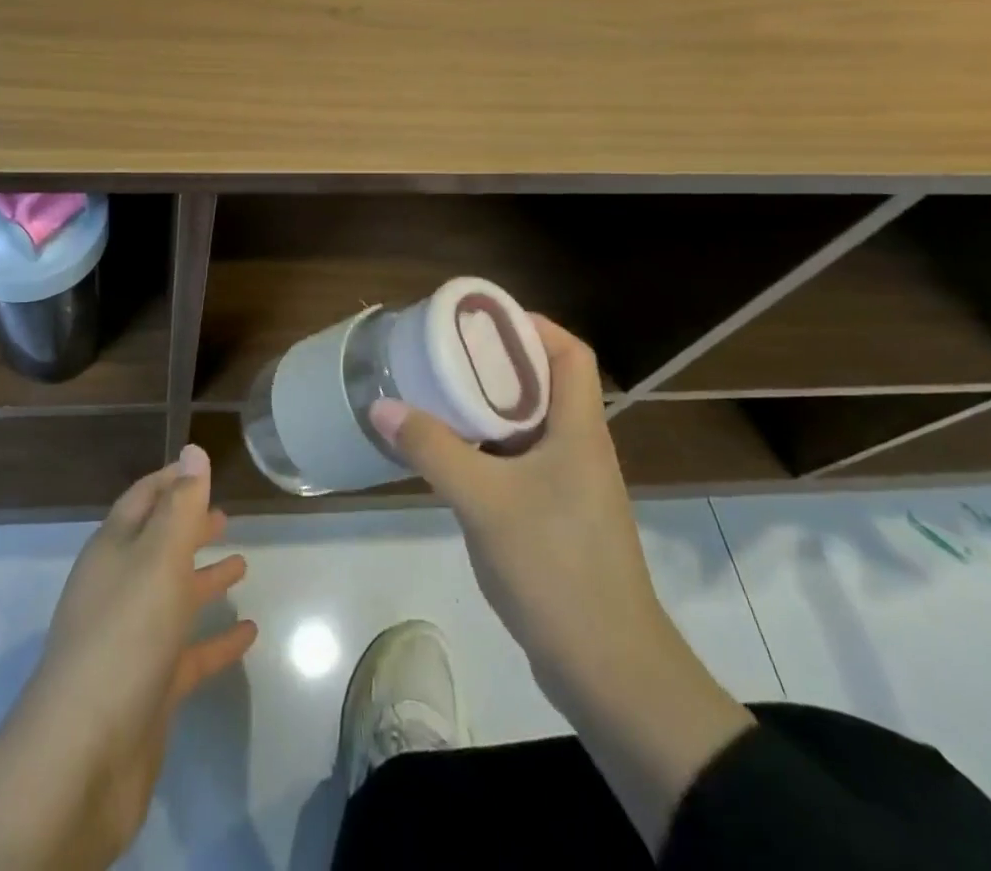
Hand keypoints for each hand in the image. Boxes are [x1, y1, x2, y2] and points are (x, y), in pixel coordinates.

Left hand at [0, 445, 255, 870]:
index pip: (143, 499)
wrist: (83, 757)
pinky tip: (250, 634)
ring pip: (173, 596)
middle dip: (189, 527)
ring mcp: (132, 639)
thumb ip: (180, 506)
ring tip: (243, 563)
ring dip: (204, 578)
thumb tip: (192, 451)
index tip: (200, 468)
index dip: (172, 480)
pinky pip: (189, 652)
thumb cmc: (124, 637)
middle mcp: (119, 588)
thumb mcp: (158, 559)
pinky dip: (216, 640)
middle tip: (226, 515)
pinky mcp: (149, 687)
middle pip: (158, 545)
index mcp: (113, 550)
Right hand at [368, 314, 659, 698]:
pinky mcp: (557, 517)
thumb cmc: (555, 568)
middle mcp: (580, 448)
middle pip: (543, 383)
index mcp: (579, 430)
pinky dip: (487, 447)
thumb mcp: (483, 500)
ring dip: (487, 406)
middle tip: (441, 352)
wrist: (608, 670)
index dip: (531, 325)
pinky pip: (520, 461)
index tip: (478, 320)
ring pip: (528, 425)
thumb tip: (381, 405)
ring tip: (436, 392)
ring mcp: (570, 486)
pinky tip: (449, 454)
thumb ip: (432, 448)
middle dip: (494, 361)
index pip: (569, 353)